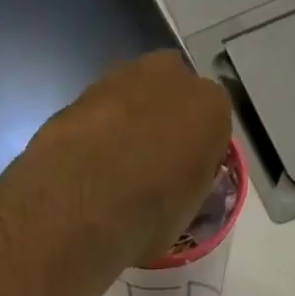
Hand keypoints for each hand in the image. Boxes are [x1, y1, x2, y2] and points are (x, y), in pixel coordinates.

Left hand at [16, 52, 230, 267]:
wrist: (81, 204)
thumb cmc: (146, 218)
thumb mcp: (182, 219)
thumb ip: (184, 191)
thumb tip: (171, 195)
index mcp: (212, 111)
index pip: (212, 133)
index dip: (194, 163)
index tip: (178, 189)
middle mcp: (173, 78)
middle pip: (173, 105)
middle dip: (162, 133)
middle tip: (144, 177)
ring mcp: (124, 76)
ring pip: (133, 104)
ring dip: (125, 131)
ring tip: (109, 177)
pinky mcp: (81, 90)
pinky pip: (98, 116)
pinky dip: (94, 136)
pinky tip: (84, 170)